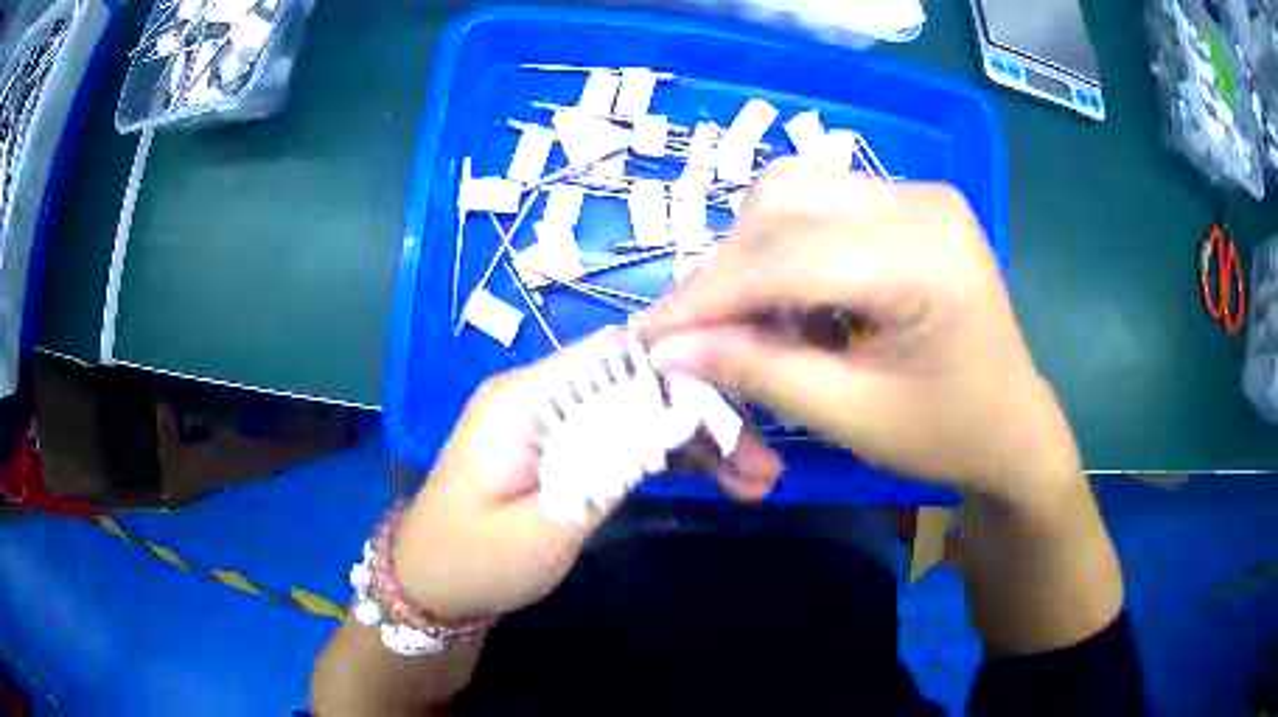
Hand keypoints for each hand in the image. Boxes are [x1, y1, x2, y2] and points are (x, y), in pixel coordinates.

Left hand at [391, 336, 783, 621]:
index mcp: (527, 398)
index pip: (618, 353)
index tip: (748, 390)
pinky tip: (717, 478)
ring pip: (640, 411)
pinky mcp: (563, 448)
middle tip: (764, 466)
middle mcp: (543, 395)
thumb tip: (674, 413)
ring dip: (697, 441)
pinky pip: (624, 437)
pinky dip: (669, 456)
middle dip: (706, 416)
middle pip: (639, 383)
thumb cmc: (474, 563)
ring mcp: (554, 421)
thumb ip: (608, 466)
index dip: (685, 363)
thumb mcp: (545, 527)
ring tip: (757, 481)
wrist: (430, 588)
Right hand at [642, 163, 1080, 505]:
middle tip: (698, 335)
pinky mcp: (908, 203)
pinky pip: (819, 206)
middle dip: (727, 270)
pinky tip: (798, 304)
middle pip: (783, 202)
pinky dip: (786, 251)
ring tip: (755, 324)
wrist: (1013, 426)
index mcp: (923, 253)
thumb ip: (759, 373)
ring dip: (753, 257)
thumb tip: (668, 350)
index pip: (787, 255)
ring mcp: (916, 193)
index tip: (651, 336)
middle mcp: (919, 199)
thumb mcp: (852, 416)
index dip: (708, 295)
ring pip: (793, 194)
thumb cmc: (948, 434)